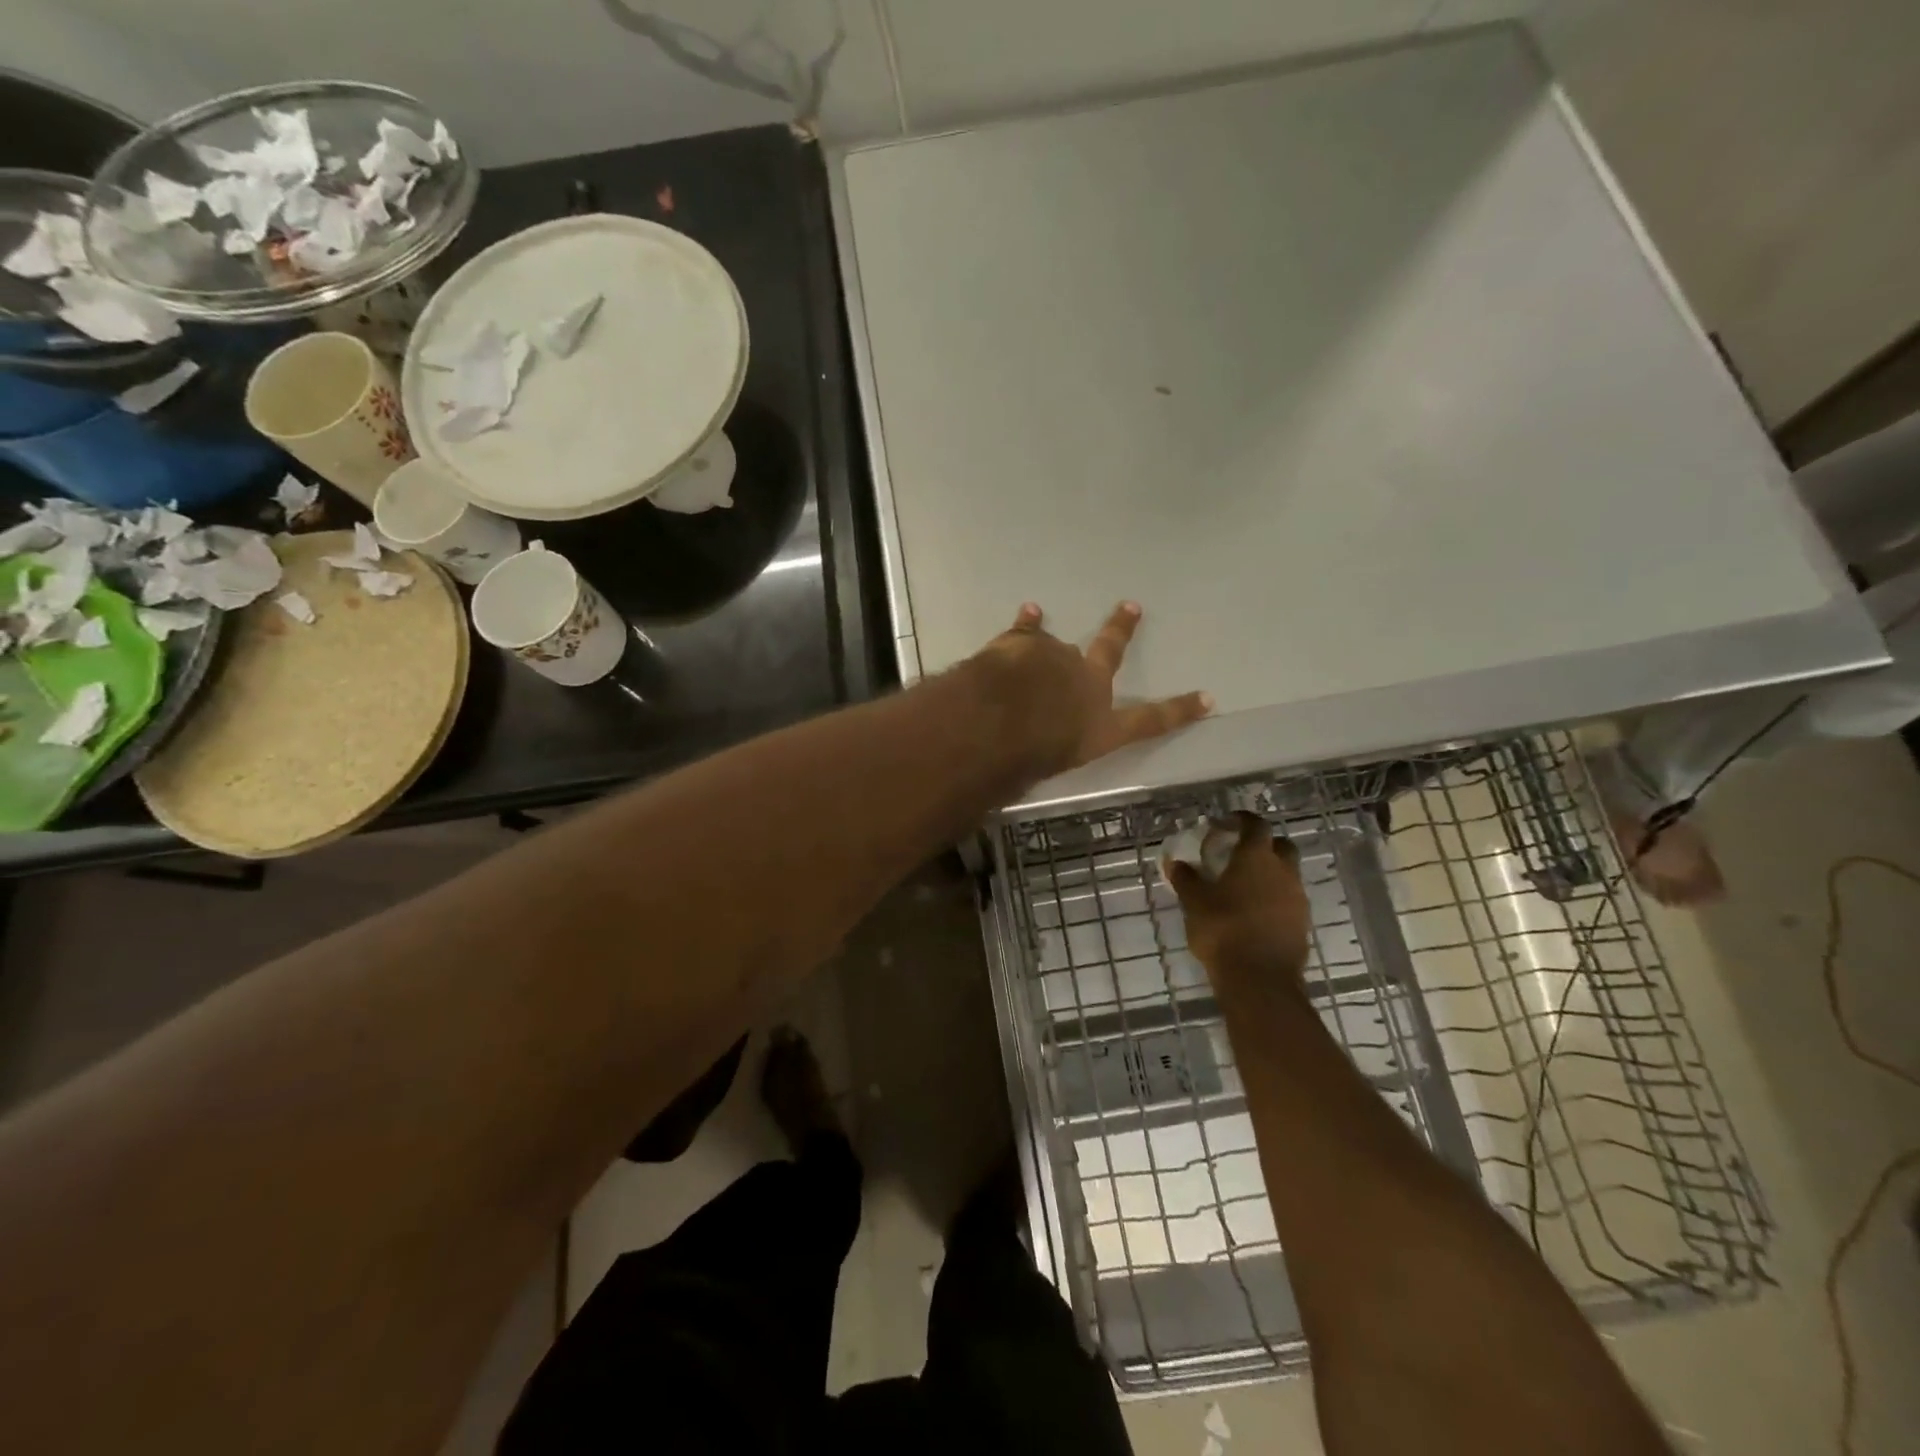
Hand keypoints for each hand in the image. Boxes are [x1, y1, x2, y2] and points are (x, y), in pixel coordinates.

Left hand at [972, 602, 1211, 777]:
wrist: (995, 724)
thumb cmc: (1023, 762)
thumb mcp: (1047, 770)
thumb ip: (1051, 751)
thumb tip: (1037, 746)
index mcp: (1101, 727)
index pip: (1150, 721)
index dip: (1179, 711)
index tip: (1207, 698)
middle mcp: (1087, 685)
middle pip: (1110, 652)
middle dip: (1122, 630)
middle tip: (1132, 607)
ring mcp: (1058, 658)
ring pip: (1058, 646)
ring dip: (1049, 646)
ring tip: (1044, 624)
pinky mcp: (1026, 642)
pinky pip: (1028, 628)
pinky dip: (1028, 621)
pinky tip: (1030, 611)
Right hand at [1167, 812, 1311, 984]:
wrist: (1260, 979)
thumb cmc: (1223, 930)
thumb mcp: (1194, 902)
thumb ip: (1186, 879)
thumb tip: (1176, 863)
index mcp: (1256, 858)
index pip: (1256, 826)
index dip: (1242, 820)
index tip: (1227, 822)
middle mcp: (1283, 872)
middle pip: (1281, 847)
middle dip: (1263, 845)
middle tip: (1239, 854)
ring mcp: (1297, 898)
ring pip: (1287, 875)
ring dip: (1269, 875)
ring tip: (1243, 887)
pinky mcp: (1302, 924)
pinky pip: (1289, 900)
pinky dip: (1274, 899)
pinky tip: (1254, 913)